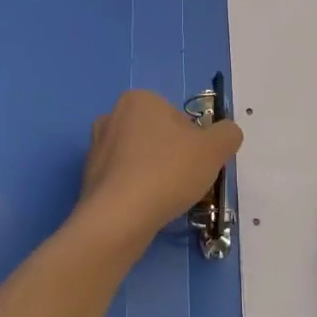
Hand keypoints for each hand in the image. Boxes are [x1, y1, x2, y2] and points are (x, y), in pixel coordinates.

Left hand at [77, 90, 242, 249]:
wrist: (119, 217)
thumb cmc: (168, 172)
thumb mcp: (215, 148)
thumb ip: (228, 134)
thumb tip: (225, 134)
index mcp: (139, 99)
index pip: (179, 118)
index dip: (195, 141)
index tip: (197, 163)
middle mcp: (112, 116)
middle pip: (159, 136)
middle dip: (173, 156)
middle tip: (183, 181)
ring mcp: (96, 147)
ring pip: (140, 158)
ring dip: (154, 173)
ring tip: (165, 198)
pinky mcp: (88, 177)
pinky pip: (123, 179)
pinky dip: (136, 190)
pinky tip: (145, 207)